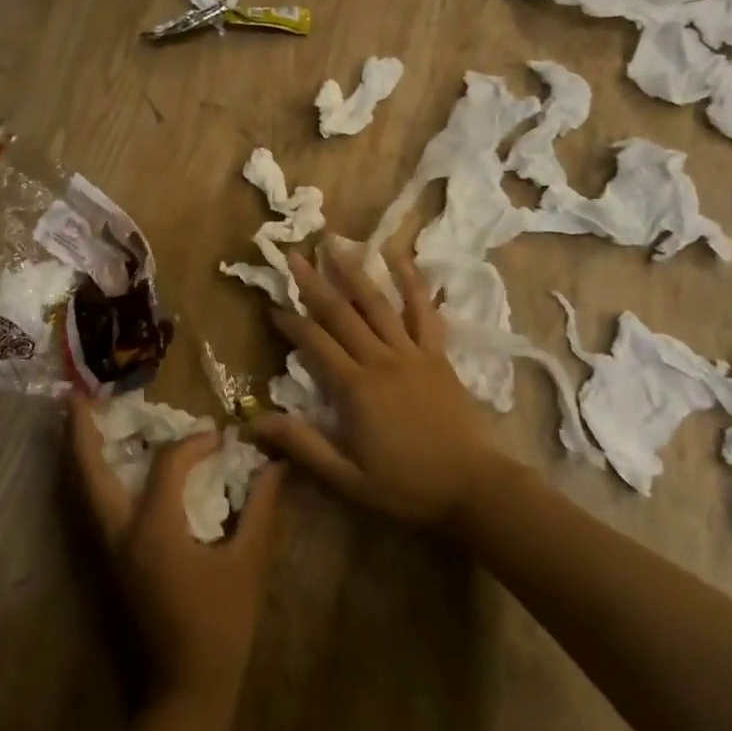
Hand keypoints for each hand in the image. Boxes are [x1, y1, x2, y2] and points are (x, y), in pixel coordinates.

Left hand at [69, 400, 284, 712]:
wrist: (188, 690)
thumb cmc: (222, 625)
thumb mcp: (249, 563)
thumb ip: (262, 509)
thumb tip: (276, 465)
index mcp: (155, 529)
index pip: (169, 464)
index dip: (195, 444)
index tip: (221, 439)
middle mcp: (122, 533)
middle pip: (91, 473)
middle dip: (82, 433)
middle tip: (77, 396)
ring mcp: (111, 551)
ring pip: (86, 493)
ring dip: (83, 455)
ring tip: (82, 422)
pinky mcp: (113, 563)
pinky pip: (97, 509)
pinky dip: (96, 480)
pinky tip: (109, 468)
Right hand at [255, 241, 495, 527]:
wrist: (473, 487)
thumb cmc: (407, 486)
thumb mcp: (348, 478)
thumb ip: (304, 446)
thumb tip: (257, 421)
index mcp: (356, 389)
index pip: (315, 344)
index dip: (291, 323)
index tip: (272, 307)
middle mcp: (381, 360)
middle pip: (341, 313)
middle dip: (314, 283)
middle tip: (293, 255)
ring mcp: (412, 353)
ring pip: (378, 304)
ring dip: (354, 272)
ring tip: (336, 244)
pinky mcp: (437, 354)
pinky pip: (423, 312)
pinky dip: (412, 283)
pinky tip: (400, 258)